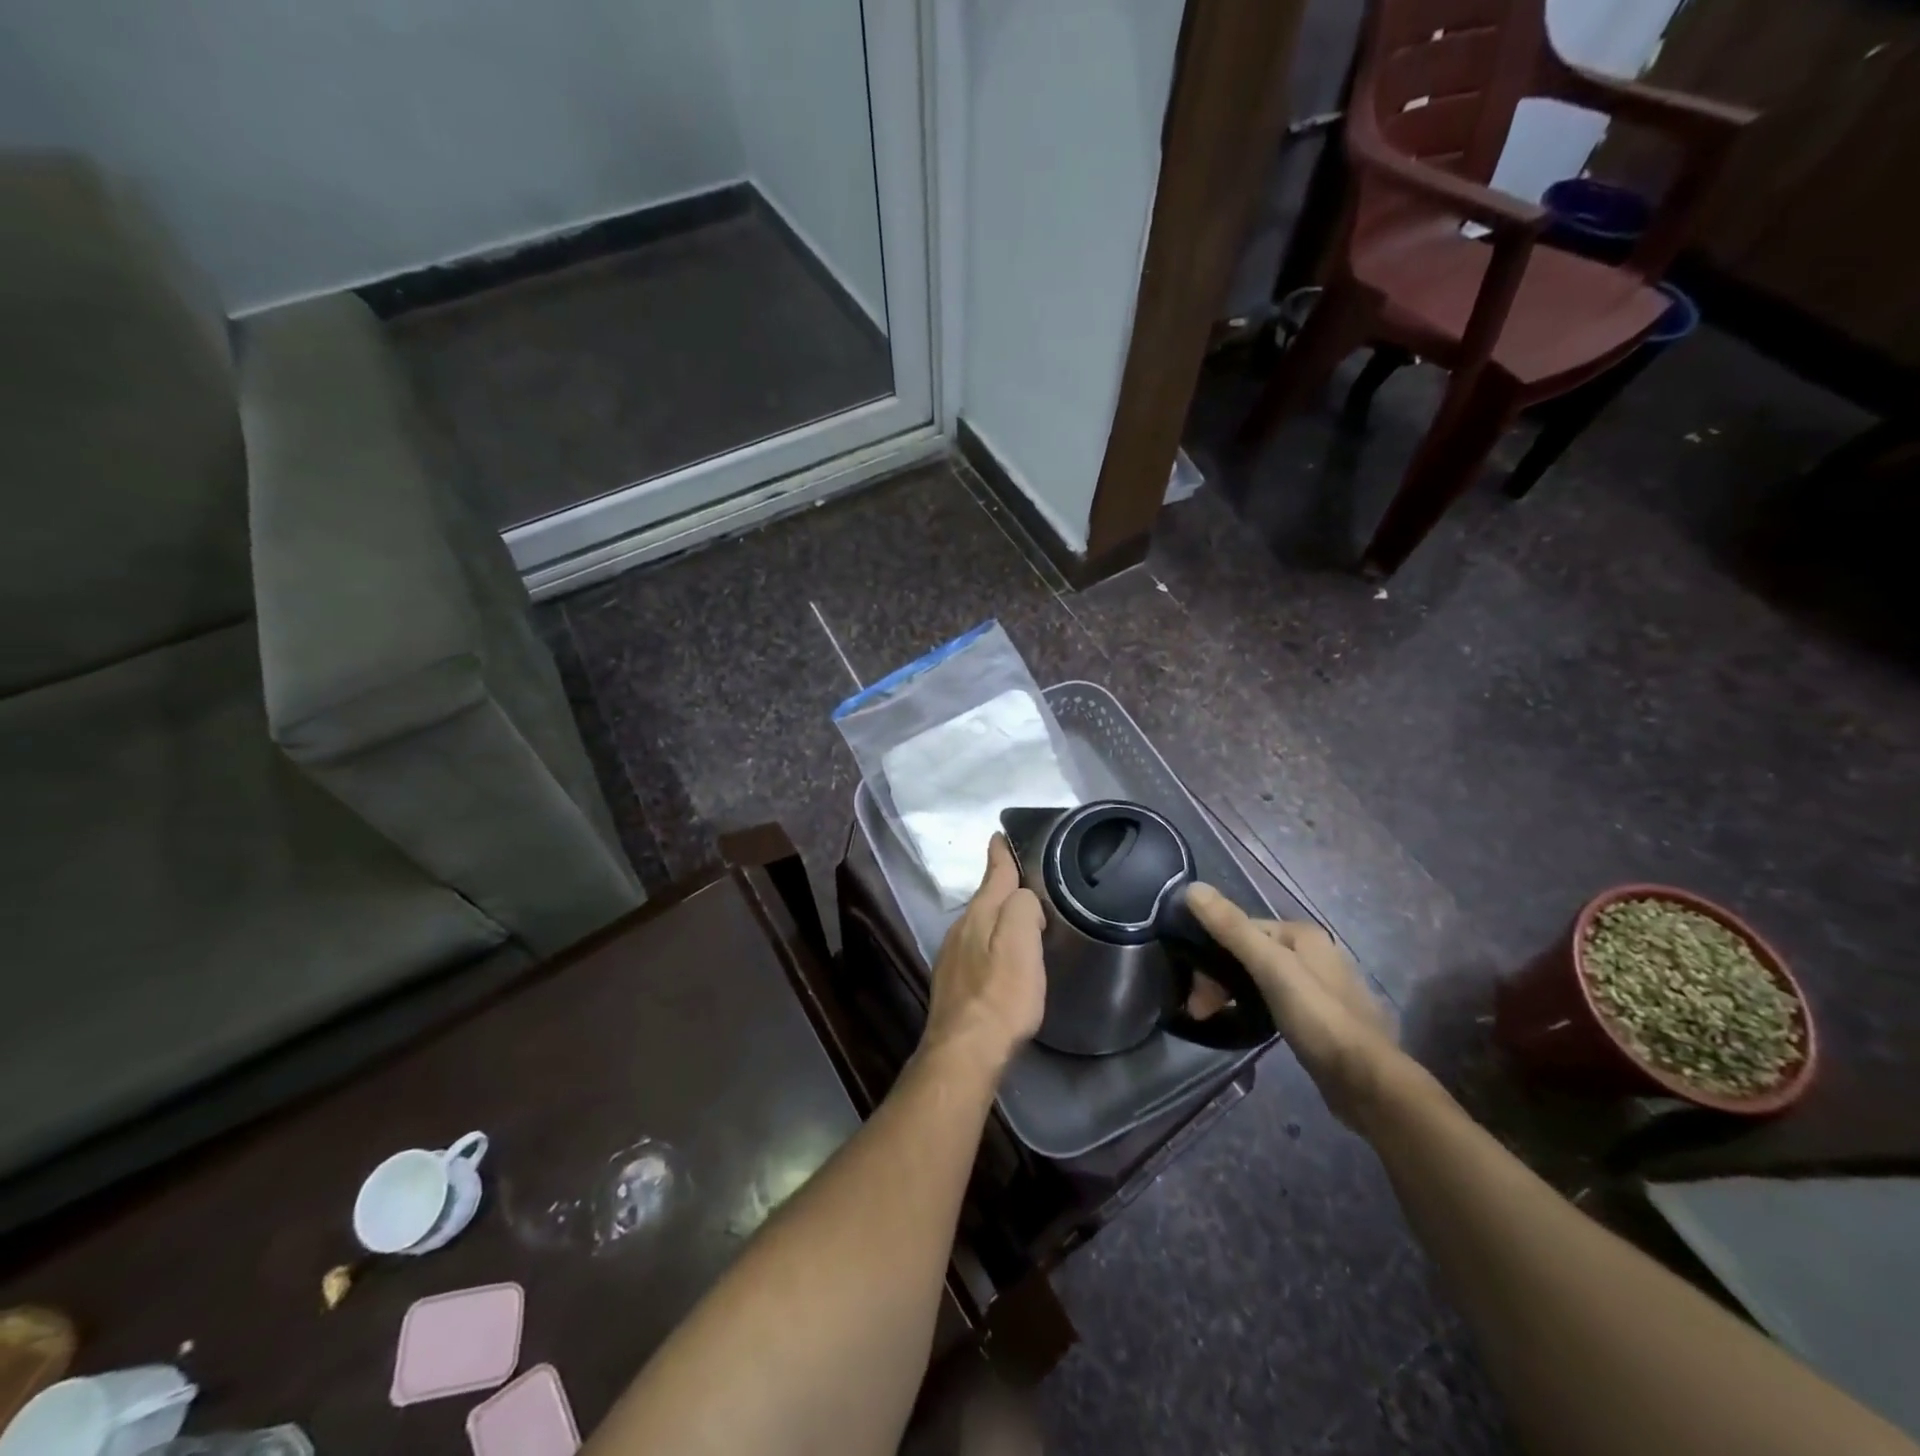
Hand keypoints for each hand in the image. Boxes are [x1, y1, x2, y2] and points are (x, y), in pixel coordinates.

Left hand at [920, 835, 1045, 1074]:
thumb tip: (1023, 898)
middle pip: (986, 899)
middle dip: (1003, 888)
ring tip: (1020, 919)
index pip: (993, 873)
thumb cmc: (1001, 996)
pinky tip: (1000, 959)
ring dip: (997, 917)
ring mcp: (952, 956)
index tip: (1000, 835)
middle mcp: (961, 929)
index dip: (1000, 854)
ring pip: (979, 924)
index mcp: (980, 914)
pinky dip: (990, 943)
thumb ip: (1023, 908)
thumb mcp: (1022, 944)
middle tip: (1027, 882)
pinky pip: (975, 949)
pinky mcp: (952, 982)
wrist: (965, 1051)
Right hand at [1186, 884, 1402, 1126]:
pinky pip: (1274, 1000)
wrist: (1369, 1083)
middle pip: (1250, 954)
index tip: (1193, 988)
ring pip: (1260, 978)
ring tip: (1212, 1019)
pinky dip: (1253, 1007)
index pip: (1240, 929)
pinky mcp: (1320, 1017)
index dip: (1210, 953)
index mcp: (1302, 934)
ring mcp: (1319, 985)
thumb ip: (1233, 929)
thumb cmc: (1319, 1018)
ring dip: (1231, 994)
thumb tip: (1192, 888)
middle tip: (1199, 1010)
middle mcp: (1313, 953)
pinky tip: (1245, 1024)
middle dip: (1219, 979)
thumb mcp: (1271, 969)